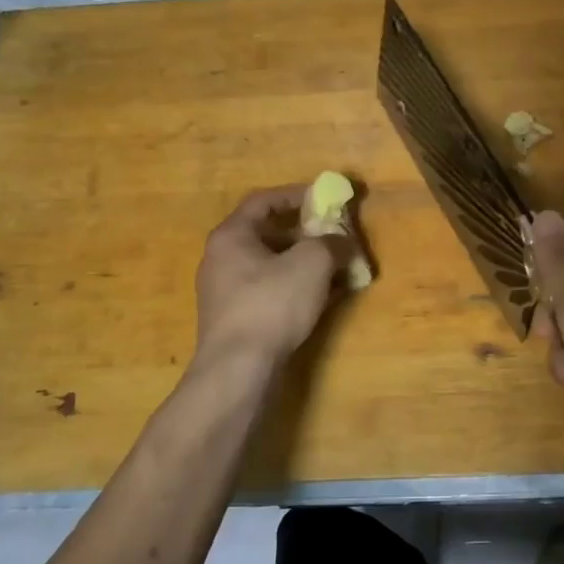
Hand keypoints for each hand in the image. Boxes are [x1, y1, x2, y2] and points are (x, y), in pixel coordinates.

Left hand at [195, 186, 350, 368]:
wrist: (239, 369)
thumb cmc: (271, 304)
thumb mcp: (312, 263)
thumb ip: (331, 243)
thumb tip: (343, 241)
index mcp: (231, 235)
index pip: (263, 200)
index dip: (296, 194)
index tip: (324, 199)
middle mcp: (221, 259)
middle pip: (268, 234)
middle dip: (306, 234)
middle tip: (334, 236)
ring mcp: (225, 292)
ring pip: (271, 266)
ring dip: (304, 264)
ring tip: (336, 269)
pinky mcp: (236, 320)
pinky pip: (270, 292)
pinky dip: (296, 288)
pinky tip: (323, 299)